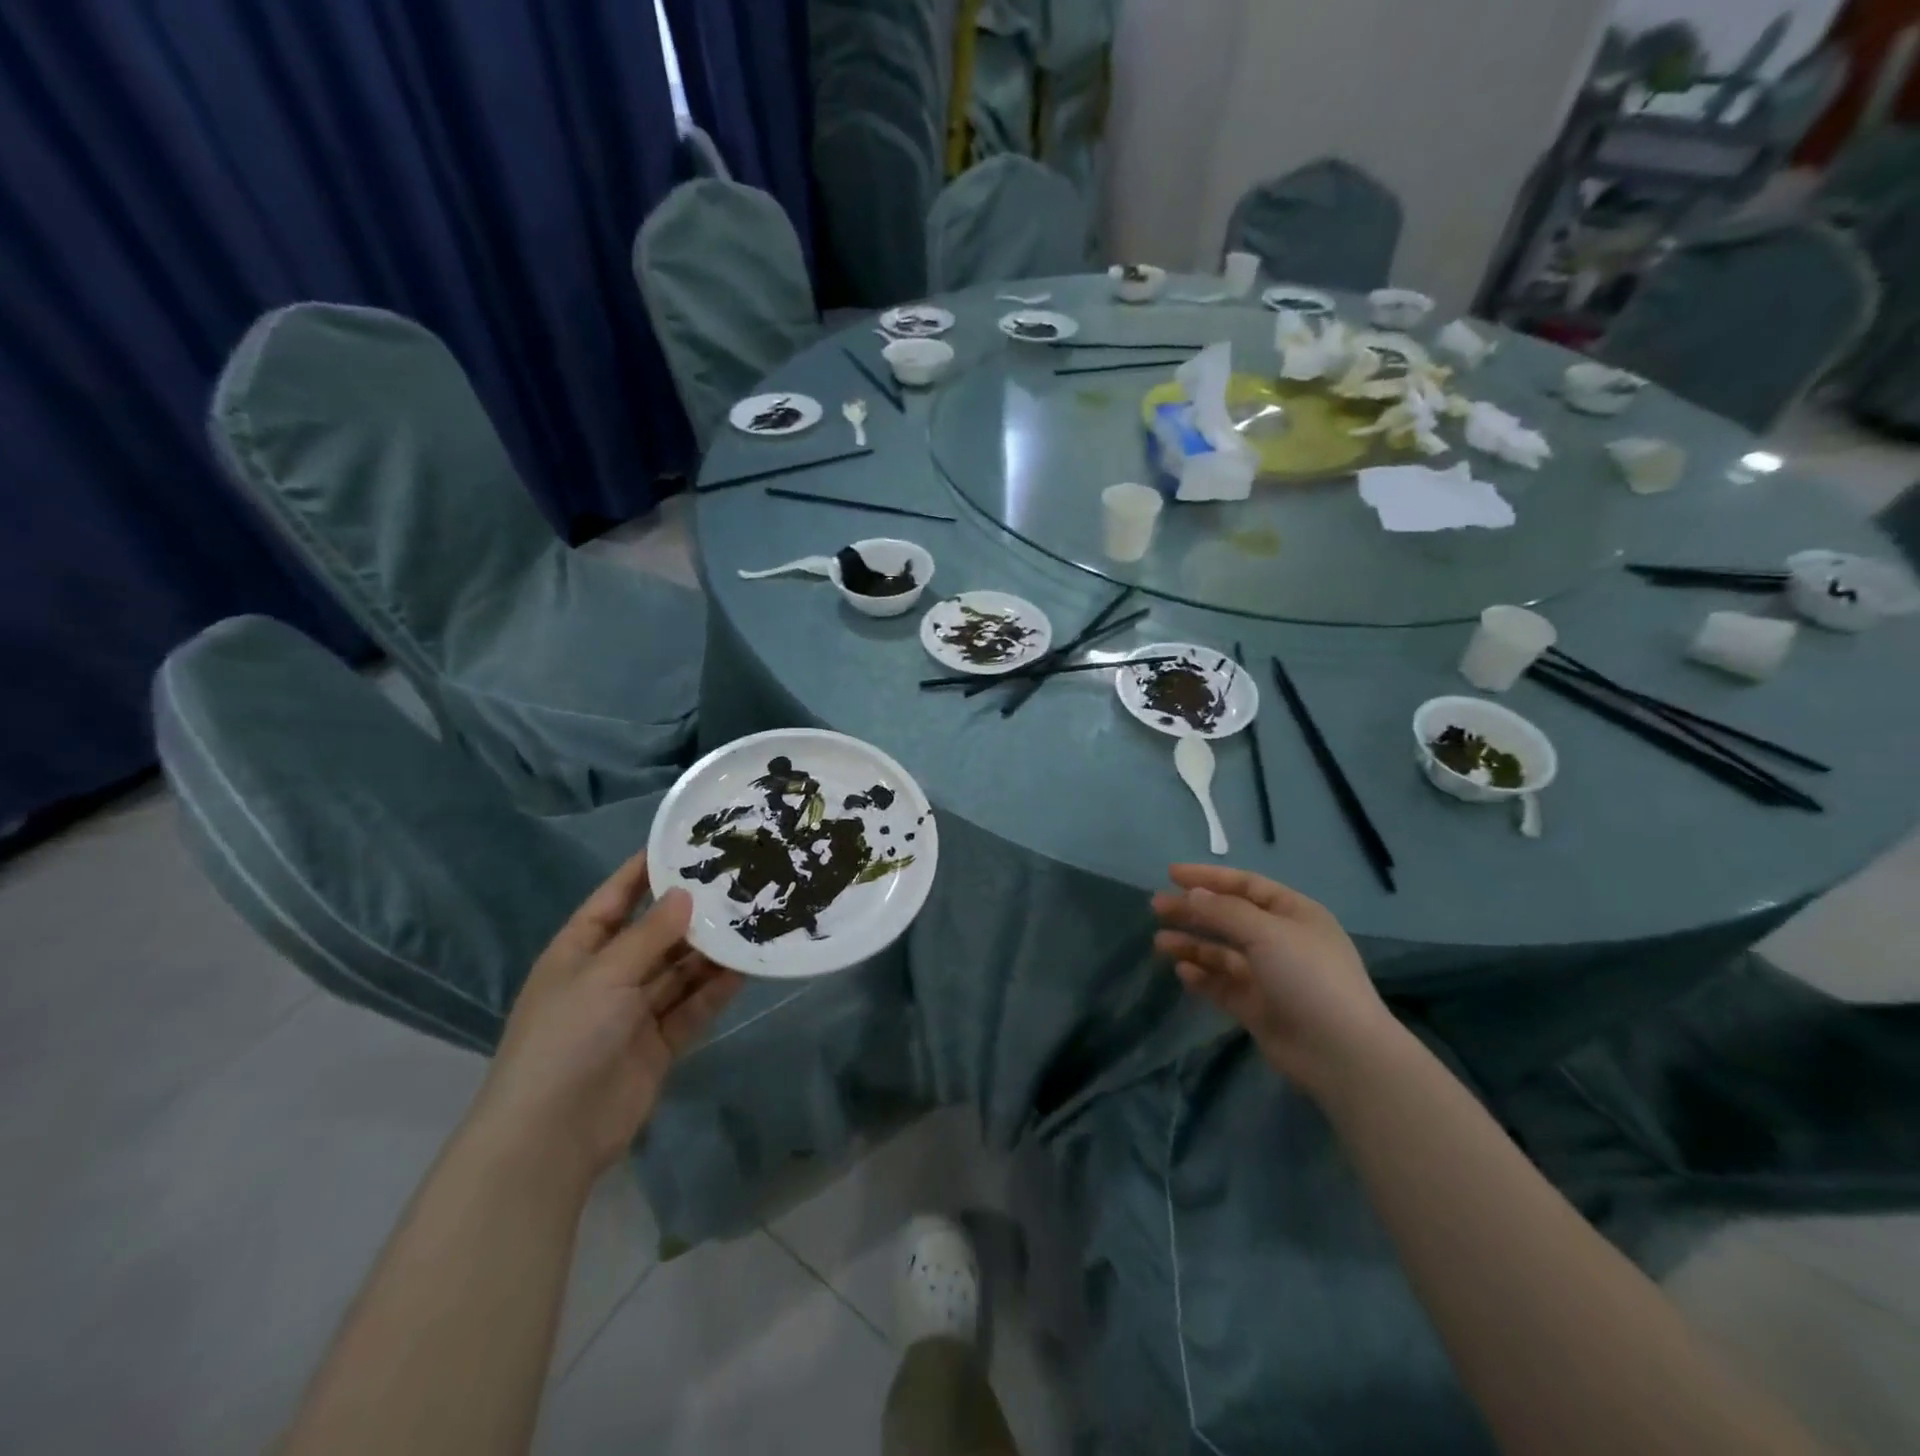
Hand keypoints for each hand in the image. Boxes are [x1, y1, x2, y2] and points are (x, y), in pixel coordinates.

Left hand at [470, 854, 742, 1190]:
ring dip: (710, 951)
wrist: (552, 1136)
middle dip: (691, 913)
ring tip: (752, 920)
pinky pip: (692, 1006)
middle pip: (656, 934)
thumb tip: (686, 893)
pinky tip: (746, 968)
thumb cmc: (567, 1038)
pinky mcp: (659, 1042)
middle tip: (737, 882)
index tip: (684, 843)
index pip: (615, 899)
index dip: (645, 871)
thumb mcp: (605, 974)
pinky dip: (716, 989)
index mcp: (580, 952)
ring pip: (680, 970)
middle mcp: (608, 976)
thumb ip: (650, 934)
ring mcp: (634, 1012)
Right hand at [1153, 864, 1398, 1097]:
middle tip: (1156, 907)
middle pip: (1229, 917)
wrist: (1340, 1052)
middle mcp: (1281, 940)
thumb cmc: (1308, 977)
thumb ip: (1224, 911)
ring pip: (1222, 952)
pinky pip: (1223, 984)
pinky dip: (1202, 976)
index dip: (1208, 877)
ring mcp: (1269, 975)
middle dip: (1193, 911)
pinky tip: (1182, 971)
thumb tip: (1193, 894)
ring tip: (1160, 943)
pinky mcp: (1257, 1007)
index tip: (1171, 874)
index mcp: (1293, 914)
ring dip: (1192, 944)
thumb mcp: (1266, 932)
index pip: (1245, 885)